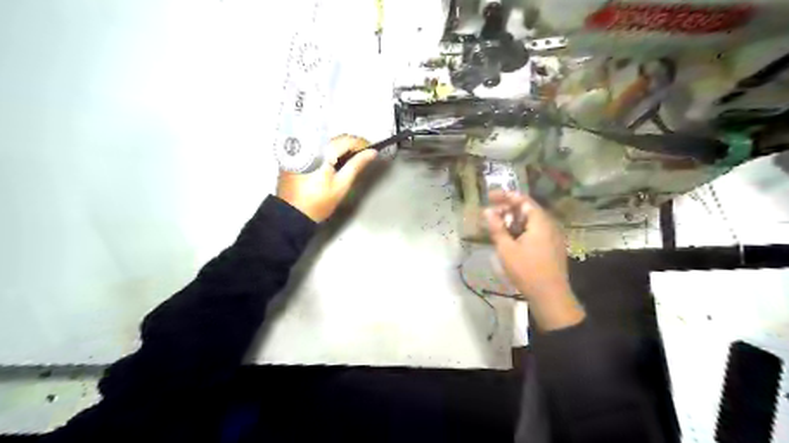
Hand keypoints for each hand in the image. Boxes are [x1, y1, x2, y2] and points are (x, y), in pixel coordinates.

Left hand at [275, 134, 376, 220]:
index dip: (361, 143)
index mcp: (321, 152)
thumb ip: (357, 165)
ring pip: (324, 142)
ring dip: (338, 149)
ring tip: (349, 161)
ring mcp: (299, 150)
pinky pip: (314, 147)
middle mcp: (309, 146)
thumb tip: (372, 152)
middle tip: (362, 157)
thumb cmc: (319, 202)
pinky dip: (326, 152)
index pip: (346, 139)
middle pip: (334, 139)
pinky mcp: (294, 156)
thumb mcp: (341, 184)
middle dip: (350, 146)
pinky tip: (332, 163)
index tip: (371, 151)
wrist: (291, 215)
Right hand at [481, 191, 584, 331]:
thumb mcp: (506, 249)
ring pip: (531, 221)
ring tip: (498, 226)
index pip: (523, 200)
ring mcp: (553, 236)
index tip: (490, 196)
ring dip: (514, 220)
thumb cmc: (526, 270)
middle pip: (527, 210)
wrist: (550, 296)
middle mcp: (549, 225)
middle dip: (508, 209)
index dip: (506, 196)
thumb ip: (496, 228)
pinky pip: (535, 231)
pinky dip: (521, 230)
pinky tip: (510, 239)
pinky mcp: (552, 247)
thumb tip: (487, 211)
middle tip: (491, 214)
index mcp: (540, 222)